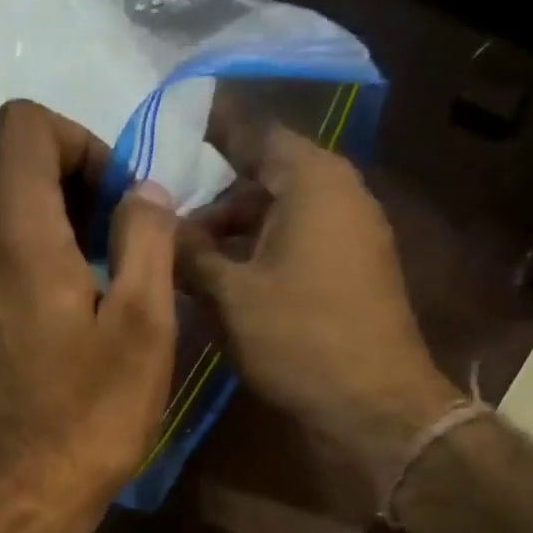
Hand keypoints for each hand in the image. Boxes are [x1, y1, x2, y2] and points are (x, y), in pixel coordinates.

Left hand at [0, 101, 178, 532]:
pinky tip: (69, 311)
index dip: (79, 138)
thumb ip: (148, 241)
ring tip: (98, 273)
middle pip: (4, 163)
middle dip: (64, 175)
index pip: (24, 124)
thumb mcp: (144, 328)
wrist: (22, 498)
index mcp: (18, 238)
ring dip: (48, 219)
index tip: (117, 198)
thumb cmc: (90, 419)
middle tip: (113, 232)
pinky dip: (28, 258)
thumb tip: (142, 192)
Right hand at [179, 123, 462, 498]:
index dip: (211, 130)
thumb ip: (192, 255)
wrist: (373, 404)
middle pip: (266, 179)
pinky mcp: (355, 274)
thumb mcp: (232, 297)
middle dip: (216, 203)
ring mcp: (353, 235)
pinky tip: (230, 288)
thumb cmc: (299, 339)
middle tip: (168, 228)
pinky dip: (263, 257)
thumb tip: (159, 224)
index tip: (173, 128)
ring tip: (190, 266)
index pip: (254, 132)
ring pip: (282, 218)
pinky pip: (300, 247)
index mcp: (312, 179)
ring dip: (236, 237)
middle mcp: (339, 193)